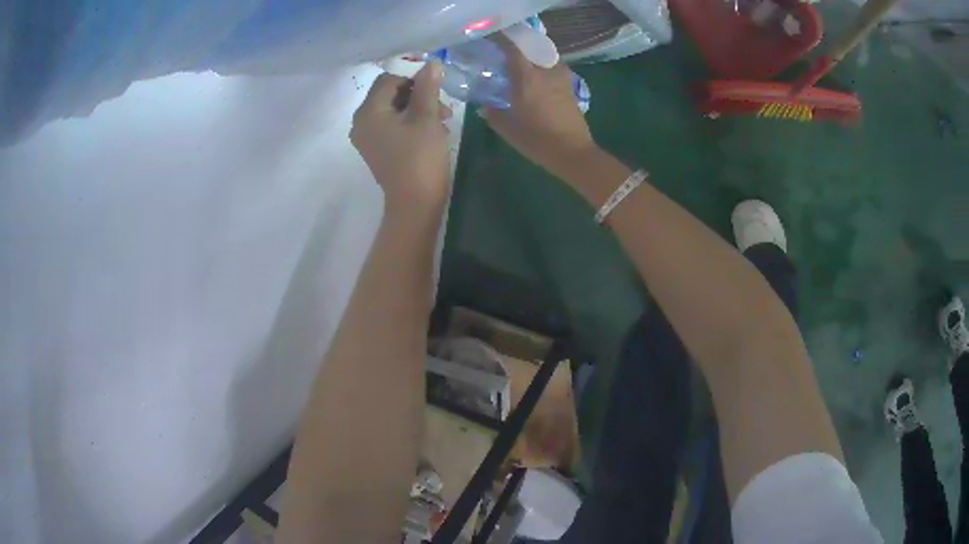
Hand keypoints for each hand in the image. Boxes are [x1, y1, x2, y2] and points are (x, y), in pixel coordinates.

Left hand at [351, 62, 451, 212]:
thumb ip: (427, 87)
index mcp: (368, 111)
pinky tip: (432, 132)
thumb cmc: (420, 158)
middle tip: (443, 109)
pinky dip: (411, 123)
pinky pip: (392, 126)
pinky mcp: (377, 149)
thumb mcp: (426, 117)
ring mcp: (367, 138)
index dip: (414, 79)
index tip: (436, 90)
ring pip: (393, 110)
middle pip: (389, 94)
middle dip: (418, 95)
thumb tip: (432, 63)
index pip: (389, 79)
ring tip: (442, 122)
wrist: (414, 204)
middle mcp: (361, 122)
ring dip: (418, 109)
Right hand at [482, 36, 596, 180]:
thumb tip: (485, 106)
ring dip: (535, 59)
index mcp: (527, 78)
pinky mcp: (570, 88)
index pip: (514, 49)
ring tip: (524, 67)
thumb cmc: (538, 140)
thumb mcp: (508, 129)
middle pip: (533, 50)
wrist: (573, 152)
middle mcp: (546, 72)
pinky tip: (538, 82)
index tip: (492, 37)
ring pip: (546, 59)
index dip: (502, 40)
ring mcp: (561, 79)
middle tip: (507, 53)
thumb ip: (493, 114)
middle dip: (520, 48)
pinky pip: (555, 70)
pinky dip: (545, 70)